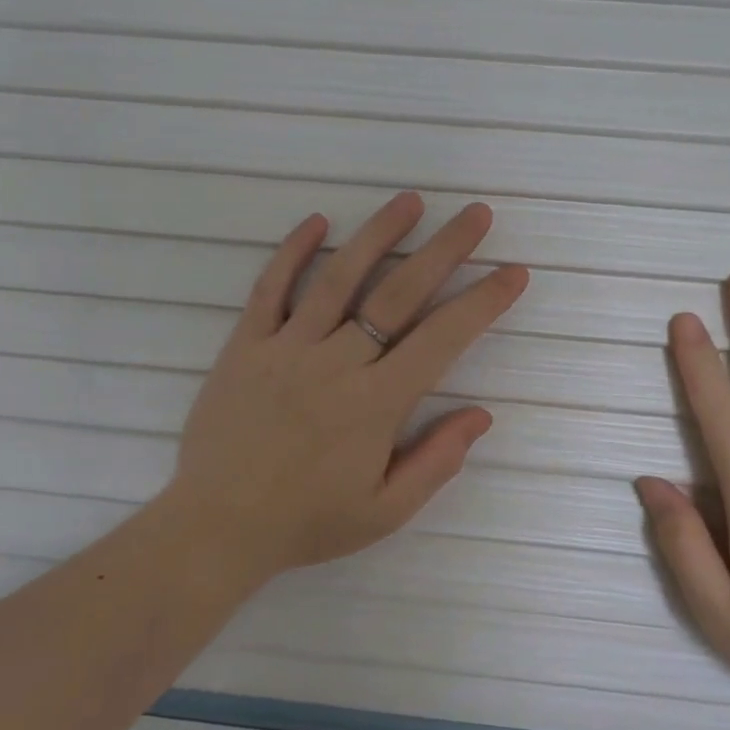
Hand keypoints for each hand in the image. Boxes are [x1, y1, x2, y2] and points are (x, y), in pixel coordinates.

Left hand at [169, 193, 528, 577]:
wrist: (217, 527)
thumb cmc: (307, 522)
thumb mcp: (384, 512)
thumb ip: (436, 461)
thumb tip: (480, 414)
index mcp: (375, 404)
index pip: (442, 339)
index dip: (482, 302)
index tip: (512, 272)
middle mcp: (335, 363)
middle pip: (398, 294)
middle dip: (444, 250)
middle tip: (476, 214)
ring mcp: (286, 348)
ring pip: (338, 278)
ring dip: (378, 235)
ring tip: (410, 201)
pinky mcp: (245, 345)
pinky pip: (269, 289)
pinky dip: (292, 252)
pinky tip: (317, 222)